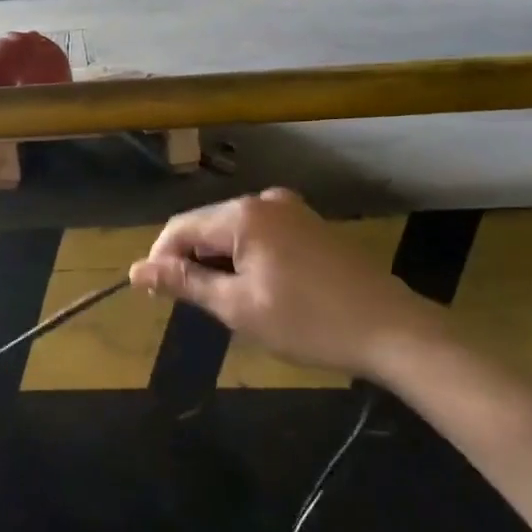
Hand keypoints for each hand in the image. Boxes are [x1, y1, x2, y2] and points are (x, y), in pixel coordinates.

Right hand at [129, 189, 445, 378]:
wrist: (394, 331)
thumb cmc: (308, 323)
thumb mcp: (237, 308)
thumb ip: (184, 283)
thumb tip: (136, 270)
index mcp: (243, 215)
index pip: (179, 228)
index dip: (161, 260)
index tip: (156, 297)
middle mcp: (264, 200)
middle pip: (206, 225)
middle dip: (191, 261)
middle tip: (193, 305)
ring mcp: (291, 209)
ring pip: (232, 230)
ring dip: (219, 261)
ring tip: (226, 302)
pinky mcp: (310, 224)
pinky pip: (260, 233)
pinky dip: (246, 257)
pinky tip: (258, 288)